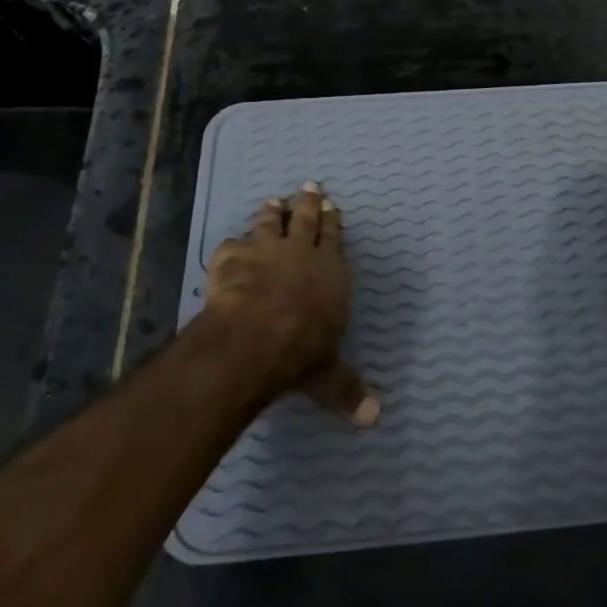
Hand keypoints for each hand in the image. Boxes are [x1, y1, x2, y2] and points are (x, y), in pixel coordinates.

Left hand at [204, 182, 379, 426]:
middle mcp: (301, 253)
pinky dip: (234, 244)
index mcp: (330, 271)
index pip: (333, 238)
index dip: (332, 220)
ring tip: (273, 201)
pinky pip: (233, 244)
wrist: (254, 336)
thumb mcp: (328, 375)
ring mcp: (265, 250)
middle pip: (305, 219)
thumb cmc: (301, 351)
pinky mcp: (232, 257)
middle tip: (308, 187)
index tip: (330, 203)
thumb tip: (375, 419)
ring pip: (270, 223)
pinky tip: (231, 245)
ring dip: (272, 212)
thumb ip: (346, 390)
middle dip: (308, 203)